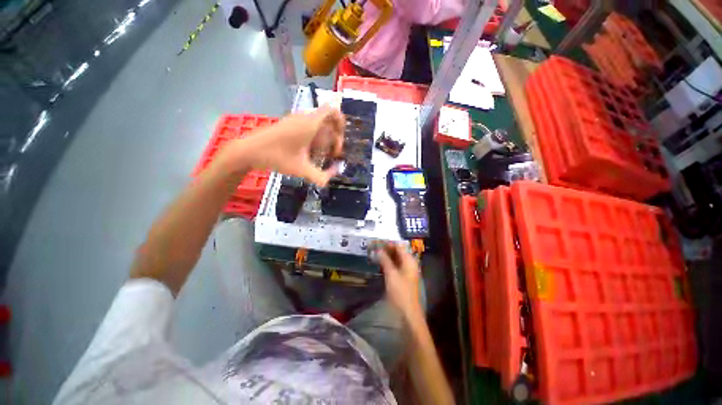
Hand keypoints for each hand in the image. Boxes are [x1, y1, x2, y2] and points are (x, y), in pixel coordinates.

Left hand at [221, 105, 344, 185]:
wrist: (249, 150)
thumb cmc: (276, 157)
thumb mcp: (301, 169)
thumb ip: (320, 177)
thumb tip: (332, 178)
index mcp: (310, 124)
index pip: (332, 110)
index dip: (341, 122)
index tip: (340, 140)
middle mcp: (305, 118)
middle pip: (328, 121)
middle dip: (335, 137)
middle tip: (332, 155)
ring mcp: (296, 120)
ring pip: (319, 125)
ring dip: (325, 139)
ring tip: (322, 155)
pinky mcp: (290, 124)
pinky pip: (309, 127)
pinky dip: (315, 138)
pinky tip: (310, 152)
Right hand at [379, 243, 422, 318]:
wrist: (408, 313)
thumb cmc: (401, 292)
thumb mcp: (391, 274)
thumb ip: (385, 260)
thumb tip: (378, 249)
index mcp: (409, 260)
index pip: (399, 246)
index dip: (388, 242)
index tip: (376, 240)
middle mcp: (409, 263)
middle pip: (398, 251)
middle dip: (386, 248)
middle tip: (373, 246)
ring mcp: (406, 271)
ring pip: (396, 259)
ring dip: (386, 255)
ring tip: (374, 253)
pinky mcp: (403, 278)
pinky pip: (395, 266)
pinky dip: (388, 263)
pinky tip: (379, 263)